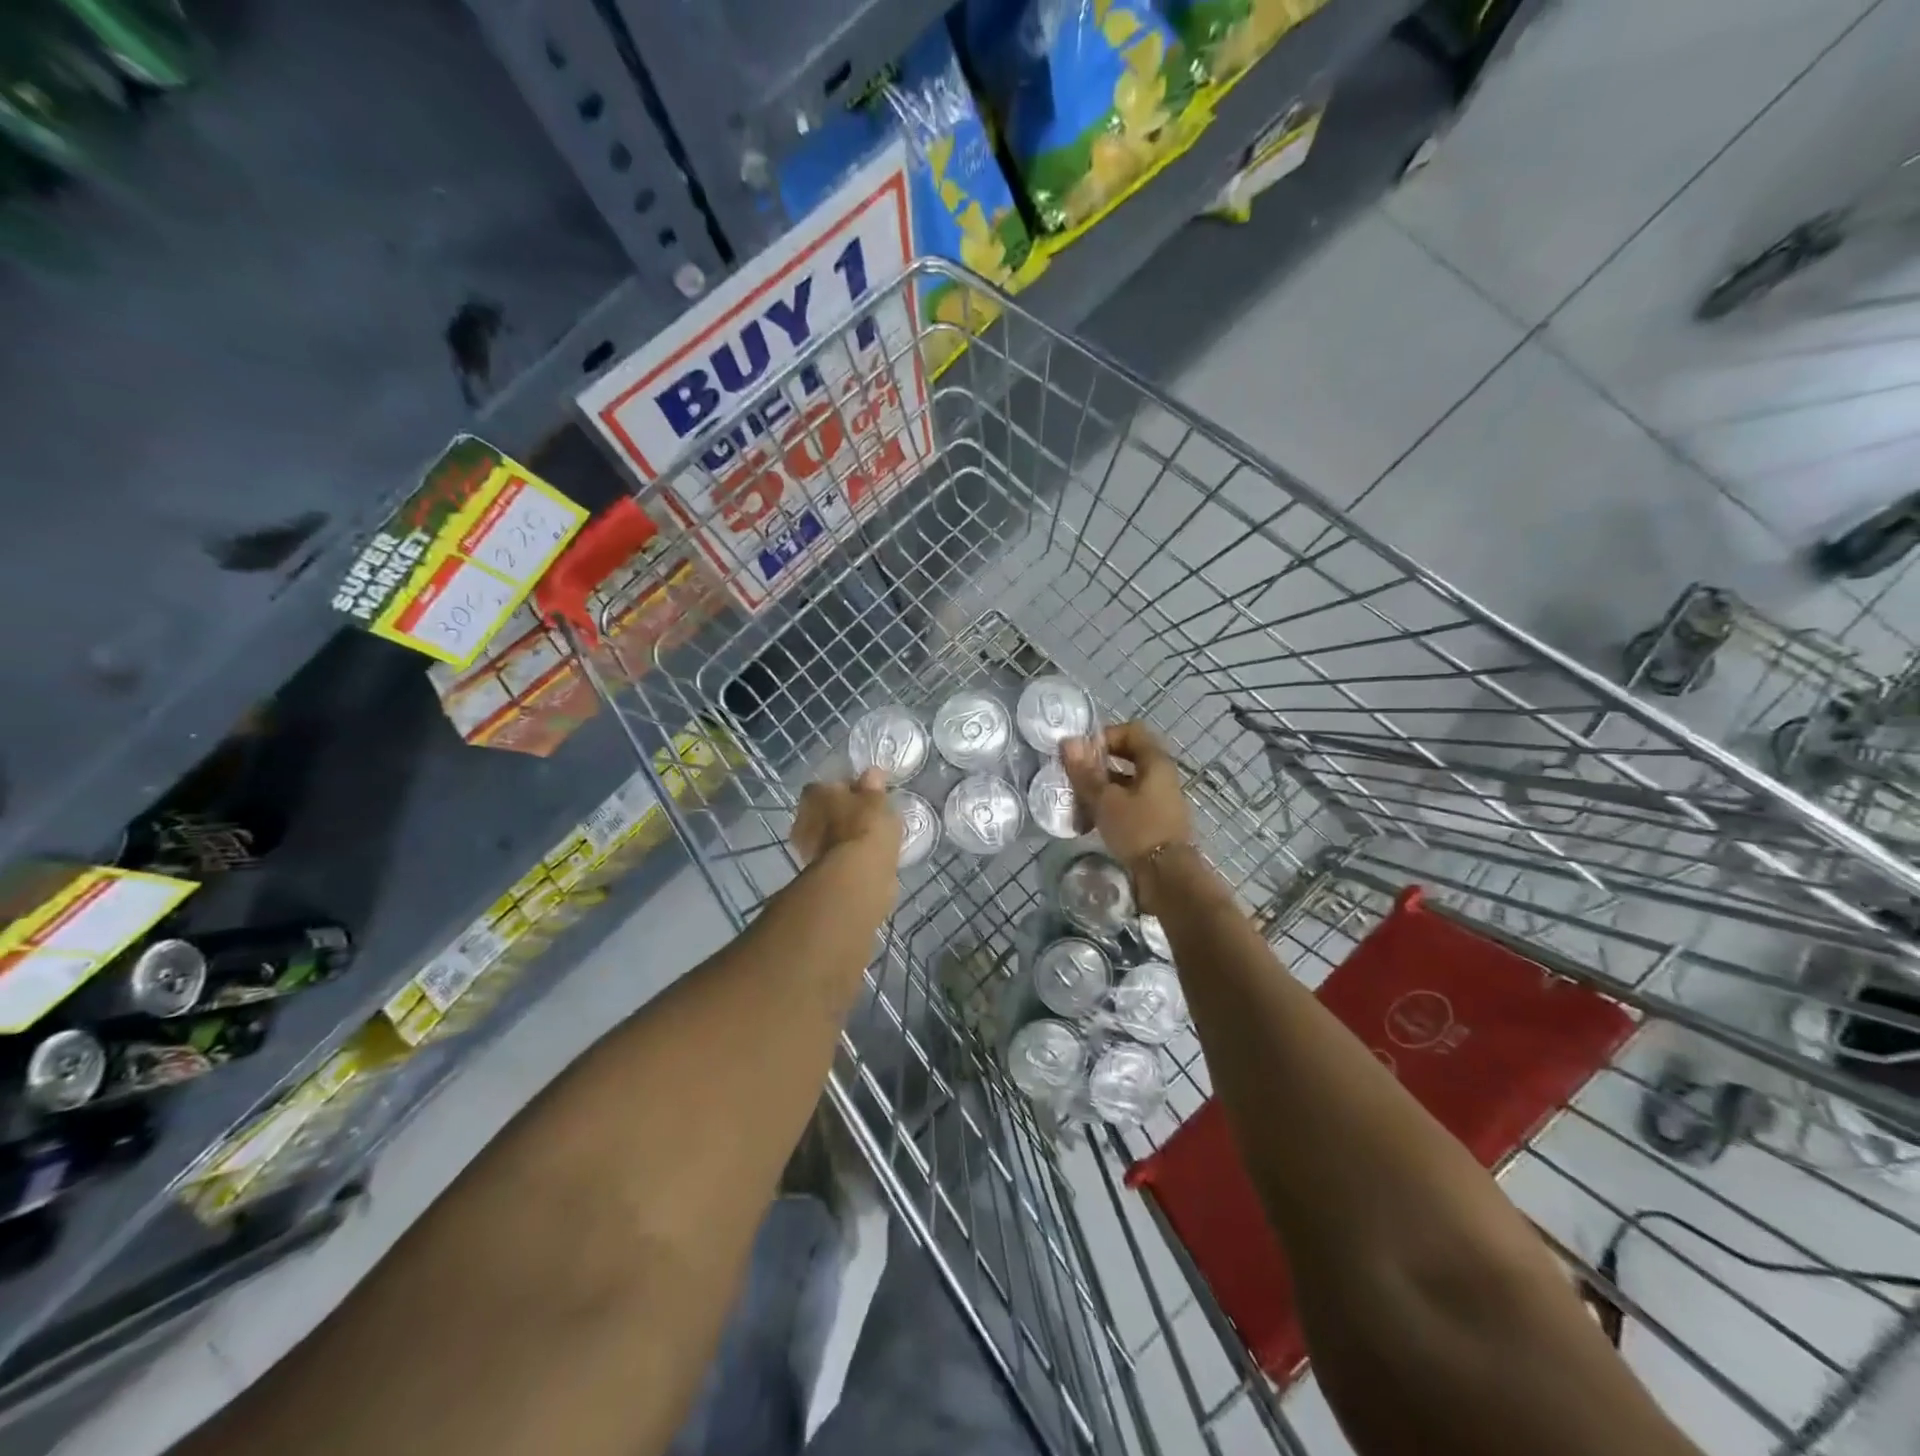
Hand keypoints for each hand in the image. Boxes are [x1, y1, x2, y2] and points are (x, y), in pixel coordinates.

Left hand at [792, 769, 899, 873]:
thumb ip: (873, 786)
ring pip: (828, 834)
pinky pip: (835, 855)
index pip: (829, 785)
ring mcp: (805, 847)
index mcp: (813, 793)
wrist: (856, 876)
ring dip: (843, 835)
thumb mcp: (877, 799)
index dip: (849, 789)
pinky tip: (864, 857)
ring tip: (869, 839)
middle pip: (825, 810)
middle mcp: (802, 817)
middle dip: (842, 813)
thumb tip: (871, 774)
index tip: (866, 795)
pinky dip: (846, 855)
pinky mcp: (815, 872)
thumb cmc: (865, 827)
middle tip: (868, 817)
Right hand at [1061, 722, 1192, 869]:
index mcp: (1156, 762)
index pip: (1131, 731)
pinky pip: (1128, 805)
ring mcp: (1159, 800)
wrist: (1167, 877)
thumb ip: (1085, 772)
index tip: (1082, 753)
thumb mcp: (1105, 800)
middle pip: (1126, 758)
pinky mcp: (1154, 822)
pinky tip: (1089, 823)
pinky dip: (1109, 808)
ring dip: (1100, 789)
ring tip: (1076, 803)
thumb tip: (1068, 741)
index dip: (1105, 736)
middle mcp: (1161, 776)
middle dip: (1097, 766)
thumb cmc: (1138, 830)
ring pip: (1125, 784)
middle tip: (1074, 777)